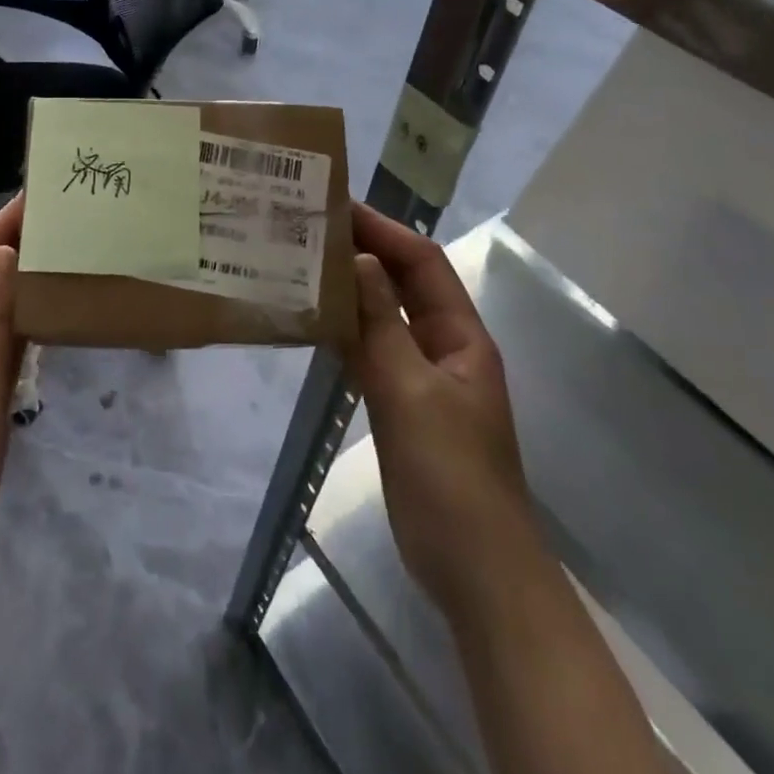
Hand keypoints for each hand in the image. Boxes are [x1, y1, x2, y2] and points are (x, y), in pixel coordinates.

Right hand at [347, 202, 531, 618]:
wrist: (472, 568)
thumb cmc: (451, 474)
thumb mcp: (413, 391)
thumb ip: (383, 325)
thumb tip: (358, 259)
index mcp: (462, 336)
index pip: (422, 264)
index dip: (385, 231)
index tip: (339, 206)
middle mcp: (443, 347)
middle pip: (403, 285)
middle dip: (364, 253)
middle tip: (310, 228)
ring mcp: (420, 378)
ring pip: (383, 318)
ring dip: (350, 291)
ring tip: (301, 263)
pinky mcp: (398, 405)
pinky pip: (369, 353)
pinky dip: (344, 332)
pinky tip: (311, 321)